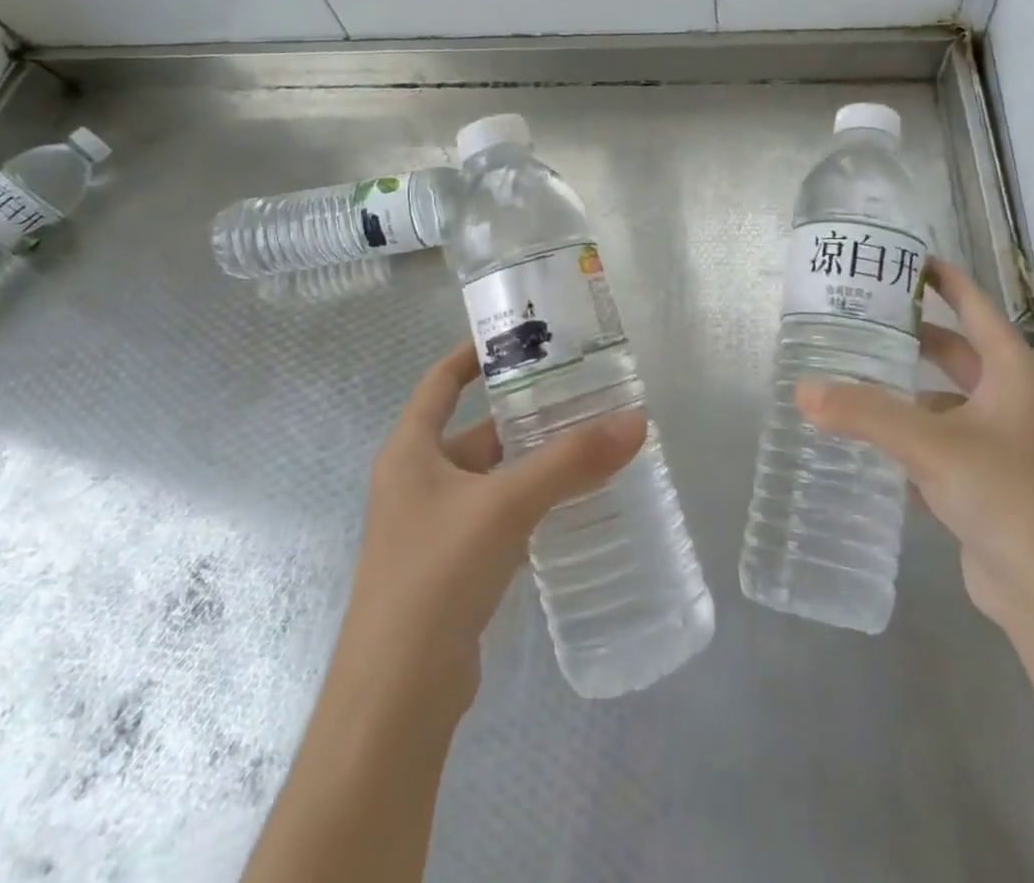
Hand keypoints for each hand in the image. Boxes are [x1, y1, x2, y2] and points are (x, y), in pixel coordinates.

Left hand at [333, 339, 646, 717]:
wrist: (397, 697)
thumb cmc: (436, 575)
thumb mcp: (505, 506)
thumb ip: (570, 462)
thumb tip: (636, 421)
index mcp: (410, 452)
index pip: (439, 382)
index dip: (472, 354)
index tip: (518, 336)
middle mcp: (416, 482)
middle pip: (476, 431)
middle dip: (526, 415)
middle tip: (582, 396)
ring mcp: (433, 528)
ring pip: (492, 477)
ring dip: (534, 463)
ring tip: (590, 445)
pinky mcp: (452, 568)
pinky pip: (498, 518)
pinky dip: (531, 505)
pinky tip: (573, 506)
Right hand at [795, 257, 1033, 631]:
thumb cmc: (1006, 494)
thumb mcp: (931, 444)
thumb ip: (865, 413)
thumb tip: (801, 389)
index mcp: (1012, 372)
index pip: (974, 307)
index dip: (943, 280)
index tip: (902, 260)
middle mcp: (1009, 399)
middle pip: (954, 352)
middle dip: (911, 337)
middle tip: (859, 321)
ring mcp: (998, 442)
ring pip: (941, 401)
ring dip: (902, 392)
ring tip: (850, 380)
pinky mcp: (983, 480)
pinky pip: (937, 442)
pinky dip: (907, 436)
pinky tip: (867, 441)